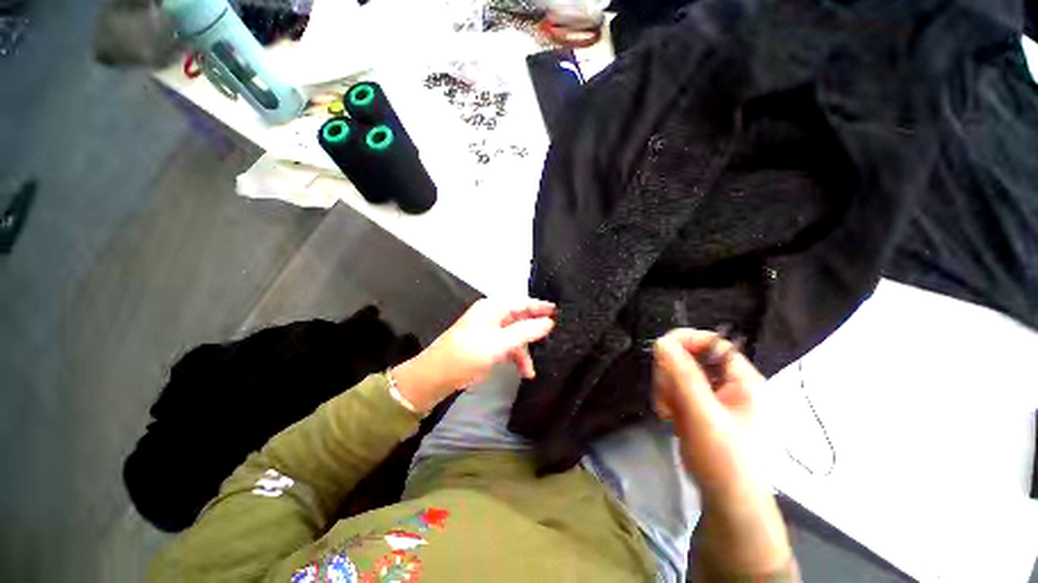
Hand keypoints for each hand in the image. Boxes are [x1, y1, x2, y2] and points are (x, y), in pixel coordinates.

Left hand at [391, 298, 556, 412]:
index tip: (561, 312)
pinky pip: (508, 346)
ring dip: (525, 350)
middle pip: (521, 319)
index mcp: (493, 308)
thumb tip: (549, 322)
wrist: (436, 376)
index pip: (523, 303)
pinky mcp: (487, 344)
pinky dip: (516, 357)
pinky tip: (524, 371)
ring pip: (515, 335)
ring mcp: (489, 330)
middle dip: (535, 331)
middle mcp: (492, 315)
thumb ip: (525, 332)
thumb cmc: (467, 355)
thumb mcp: (499, 343)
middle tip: (554, 339)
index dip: (541, 307)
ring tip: (532, 369)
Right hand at [653, 329, 790, 575]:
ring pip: (679, 372)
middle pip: (691, 356)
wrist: (726, 501)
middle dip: (672, 372)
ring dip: (666, 386)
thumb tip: (662, 341)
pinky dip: (667, 397)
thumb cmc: (725, 460)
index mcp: (743, 381)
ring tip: (667, 409)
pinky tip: (668, 414)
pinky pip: (675, 388)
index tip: (661, 350)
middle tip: (666, 394)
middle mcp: (729, 383)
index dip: (687, 341)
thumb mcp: (704, 416)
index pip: (714, 343)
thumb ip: (684, 377)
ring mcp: (712, 396)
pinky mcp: (698, 406)